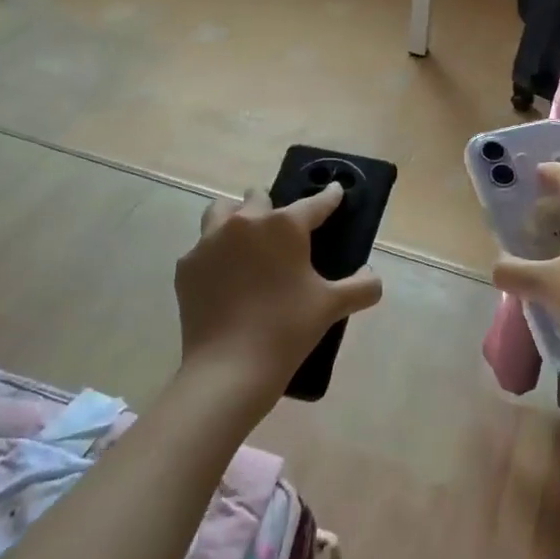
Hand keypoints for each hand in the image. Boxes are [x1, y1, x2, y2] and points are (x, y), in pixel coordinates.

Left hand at [173, 183, 383, 413]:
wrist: (230, 368)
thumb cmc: (288, 329)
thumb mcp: (333, 306)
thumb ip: (362, 286)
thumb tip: (372, 276)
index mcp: (284, 226)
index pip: (315, 204)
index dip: (329, 197)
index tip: (336, 190)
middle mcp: (245, 222)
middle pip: (259, 197)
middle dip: (273, 206)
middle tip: (283, 230)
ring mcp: (210, 242)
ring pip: (222, 211)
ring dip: (236, 217)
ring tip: (246, 239)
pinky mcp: (187, 266)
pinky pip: (202, 247)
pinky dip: (215, 254)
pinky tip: (224, 276)